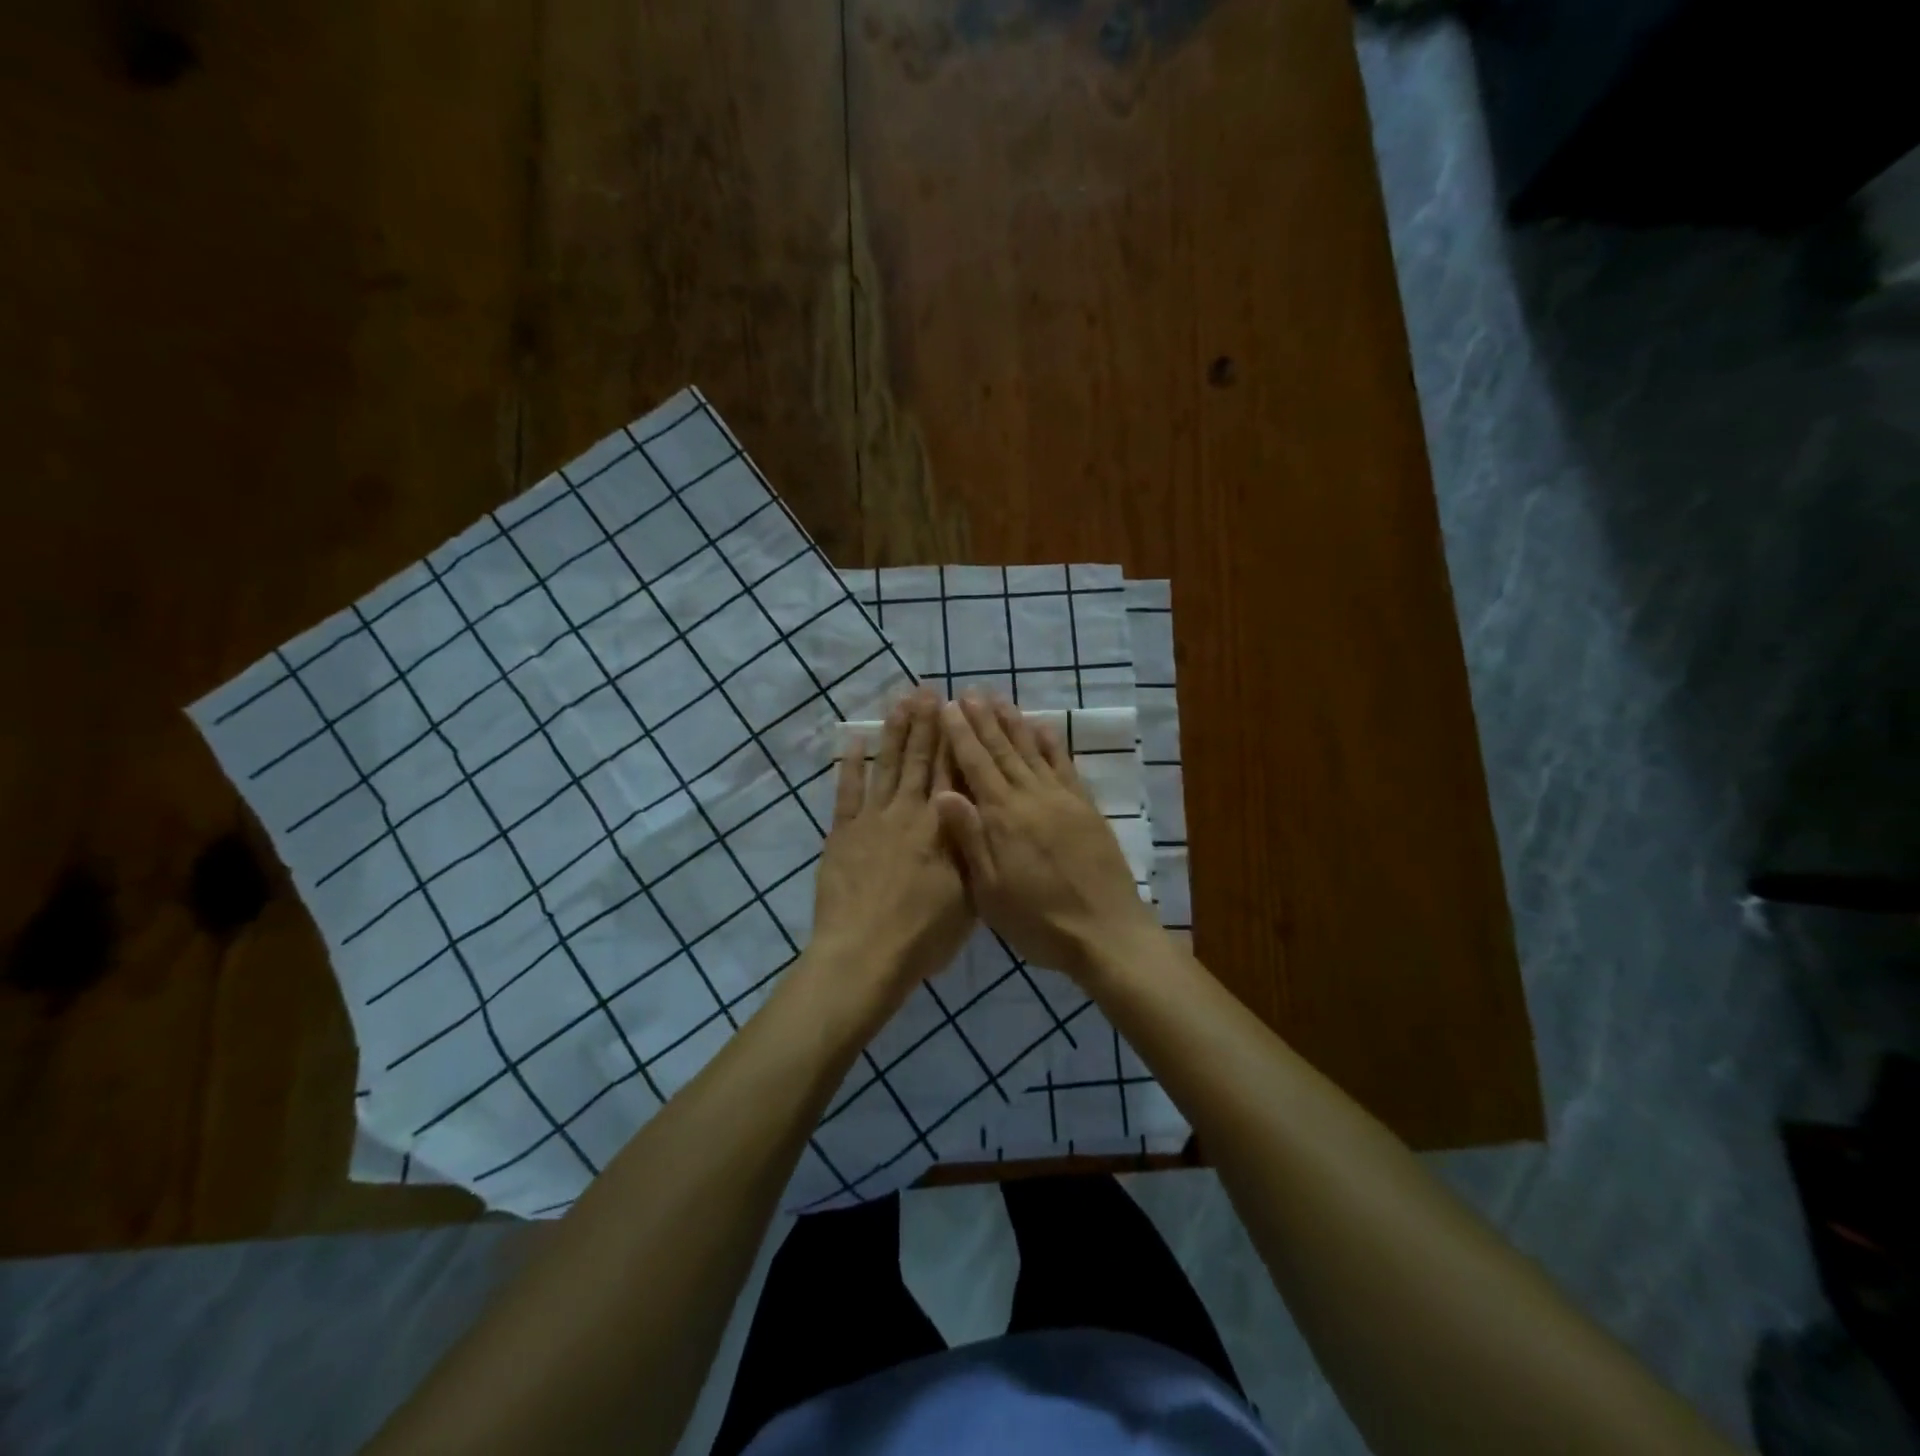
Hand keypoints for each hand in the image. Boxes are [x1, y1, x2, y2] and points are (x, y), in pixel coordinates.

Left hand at [809, 687, 973, 1005]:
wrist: (865, 955)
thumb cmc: (924, 934)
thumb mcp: (969, 897)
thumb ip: (973, 851)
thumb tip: (981, 813)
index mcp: (943, 828)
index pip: (953, 773)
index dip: (956, 739)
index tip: (957, 709)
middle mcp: (909, 813)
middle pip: (920, 761)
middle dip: (926, 724)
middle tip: (928, 690)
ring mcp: (872, 820)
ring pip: (887, 767)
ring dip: (894, 733)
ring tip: (900, 703)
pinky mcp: (843, 834)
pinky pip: (846, 792)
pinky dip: (849, 766)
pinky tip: (852, 741)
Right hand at [935, 691, 1162, 980]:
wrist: (1106, 932)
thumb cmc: (1039, 920)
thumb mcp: (990, 891)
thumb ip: (969, 838)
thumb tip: (942, 792)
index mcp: (1003, 817)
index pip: (976, 765)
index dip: (960, 735)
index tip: (948, 708)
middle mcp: (1032, 798)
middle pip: (1003, 750)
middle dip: (984, 720)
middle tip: (970, 692)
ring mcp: (1062, 799)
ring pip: (1033, 751)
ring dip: (1015, 723)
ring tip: (1000, 700)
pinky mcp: (1086, 808)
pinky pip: (1065, 766)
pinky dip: (1052, 744)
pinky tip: (1044, 727)